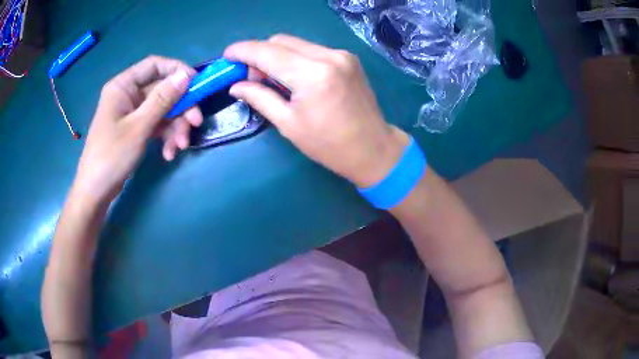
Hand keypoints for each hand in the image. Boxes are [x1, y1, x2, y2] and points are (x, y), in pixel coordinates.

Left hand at [72, 56, 202, 203]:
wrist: (96, 192)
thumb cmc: (111, 156)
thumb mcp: (138, 127)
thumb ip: (162, 99)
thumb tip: (186, 76)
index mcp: (123, 86)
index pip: (154, 65)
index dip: (177, 71)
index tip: (196, 85)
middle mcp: (129, 95)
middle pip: (162, 91)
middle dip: (180, 108)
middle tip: (195, 124)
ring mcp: (132, 113)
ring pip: (162, 110)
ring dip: (175, 127)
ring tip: (180, 147)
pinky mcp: (136, 129)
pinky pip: (156, 125)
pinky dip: (165, 137)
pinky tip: (169, 154)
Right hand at [224, 34, 408, 187]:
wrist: (373, 148)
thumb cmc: (329, 145)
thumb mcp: (288, 124)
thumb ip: (260, 98)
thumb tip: (236, 85)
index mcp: (312, 74)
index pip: (267, 52)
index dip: (243, 51)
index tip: (227, 56)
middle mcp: (328, 55)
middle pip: (281, 41)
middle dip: (259, 54)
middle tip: (251, 77)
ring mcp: (341, 54)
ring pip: (296, 43)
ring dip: (277, 56)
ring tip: (272, 80)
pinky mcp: (348, 58)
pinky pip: (311, 49)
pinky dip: (295, 58)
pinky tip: (293, 77)